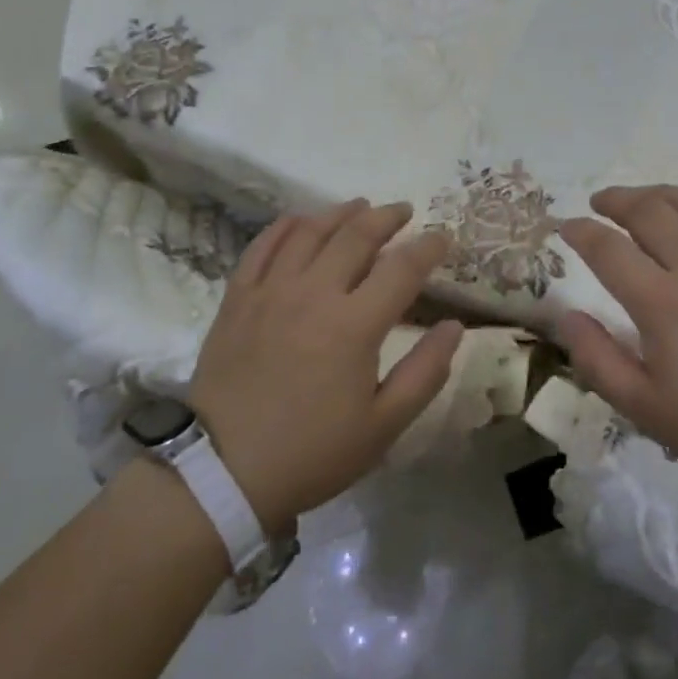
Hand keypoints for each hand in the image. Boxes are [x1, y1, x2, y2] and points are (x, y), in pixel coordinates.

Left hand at [188, 200, 459, 534]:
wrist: (224, 472)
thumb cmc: (313, 453)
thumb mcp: (383, 426)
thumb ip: (425, 372)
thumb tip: (453, 326)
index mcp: (355, 325)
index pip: (402, 268)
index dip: (429, 247)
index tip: (443, 237)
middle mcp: (314, 293)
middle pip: (356, 236)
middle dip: (387, 218)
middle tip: (404, 211)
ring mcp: (271, 291)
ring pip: (309, 232)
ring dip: (340, 213)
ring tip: (359, 206)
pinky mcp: (238, 298)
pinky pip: (263, 246)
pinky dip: (286, 227)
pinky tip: (300, 221)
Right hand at [558, 186, 677, 493]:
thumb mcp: (648, 410)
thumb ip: (598, 361)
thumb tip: (565, 316)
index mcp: (662, 302)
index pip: (608, 248)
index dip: (580, 232)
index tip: (566, 226)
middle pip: (649, 210)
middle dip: (616, 200)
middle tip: (600, 202)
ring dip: (658, 193)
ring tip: (642, 199)